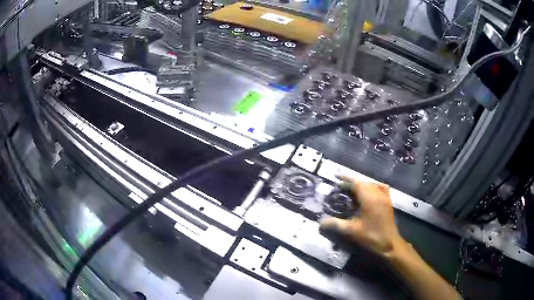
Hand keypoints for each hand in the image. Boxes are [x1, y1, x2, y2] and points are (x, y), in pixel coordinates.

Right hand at [320, 176, 403, 255]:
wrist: (389, 244)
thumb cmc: (371, 236)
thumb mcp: (351, 231)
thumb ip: (335, 224)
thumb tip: (320, 222)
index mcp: (369, 198)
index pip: (357, 182)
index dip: (346, 178)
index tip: (336, 176)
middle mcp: (378, 194)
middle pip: (364, 182)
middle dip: (352, 182)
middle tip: (340, 187)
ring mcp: (385, 197)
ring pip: (372, 185)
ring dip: (362, 185)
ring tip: (352, 190)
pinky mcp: (388, 202)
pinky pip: (381, 188)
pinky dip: (373, 187)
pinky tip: (369, 192)